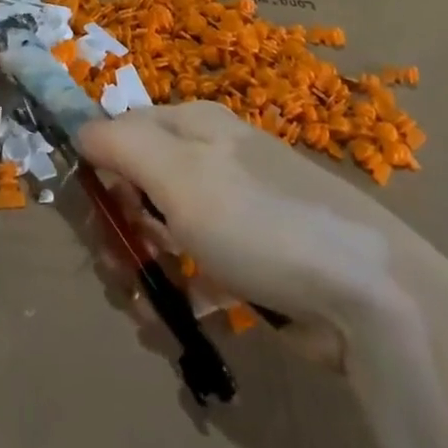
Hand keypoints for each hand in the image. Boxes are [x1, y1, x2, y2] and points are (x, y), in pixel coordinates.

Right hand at [77, 101, 439, 358]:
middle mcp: (212, 159)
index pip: (122, 132)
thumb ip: (120, 144)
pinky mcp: (253, 260)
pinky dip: (181, 292)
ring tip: (149, 310)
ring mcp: (235, 210)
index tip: (95, 217)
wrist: (369, 295)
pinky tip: (175, 322)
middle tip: (119, 270)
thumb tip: (78, 130)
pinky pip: (198, 269)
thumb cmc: (259, 221)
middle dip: (122, 231)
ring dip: (146, 269)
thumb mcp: (177, 174)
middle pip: (140, 186)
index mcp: (193, 125)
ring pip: (165, 232)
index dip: (100, 171)